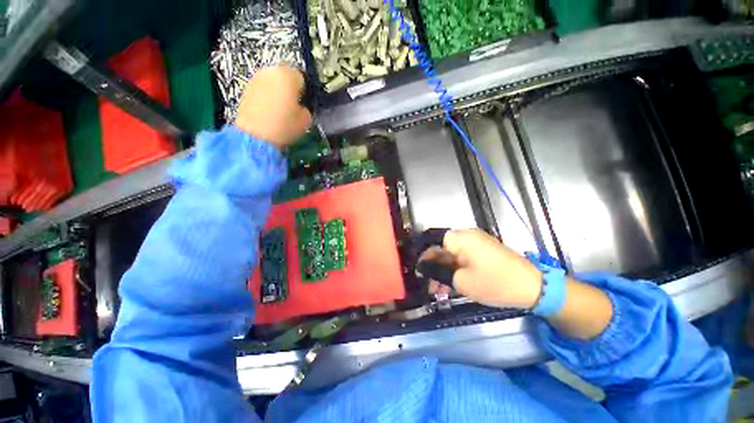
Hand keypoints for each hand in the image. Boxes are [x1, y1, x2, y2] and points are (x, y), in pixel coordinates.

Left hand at [235, 66, 312, 147]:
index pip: (302, 77)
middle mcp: (271, 71)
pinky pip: (263, 88)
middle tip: (293, 105)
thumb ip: (306, 108)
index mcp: (288, 75)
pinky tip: (270, 111)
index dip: (305, 91)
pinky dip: (267, 96)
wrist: (256, 135)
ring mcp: (257, 78)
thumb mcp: (306, 120)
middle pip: (285, 76)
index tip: (305, 102)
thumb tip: (302, 107)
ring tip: (281, 109)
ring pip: (273, 81)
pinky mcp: (247, 88)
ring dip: (278, 91)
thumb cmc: (284, 125)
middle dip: (290, 88)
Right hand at [423, 229, 542, 309]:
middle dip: (435, 267)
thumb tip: (422, 266)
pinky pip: (464, 256)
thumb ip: (437, 272)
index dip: (424, 257)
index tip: (420, 273)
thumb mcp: (460, 281)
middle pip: (442, 248)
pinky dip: (457, 268)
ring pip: (452, 254)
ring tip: (441, 291)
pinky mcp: (484, 249)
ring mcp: (476, 242)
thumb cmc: (493, 283)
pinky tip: (454, 284)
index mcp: (459, 238)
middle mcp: (466, 235)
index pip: (432, 242)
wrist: (533, 287)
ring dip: (445, 270)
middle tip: (431, 287)